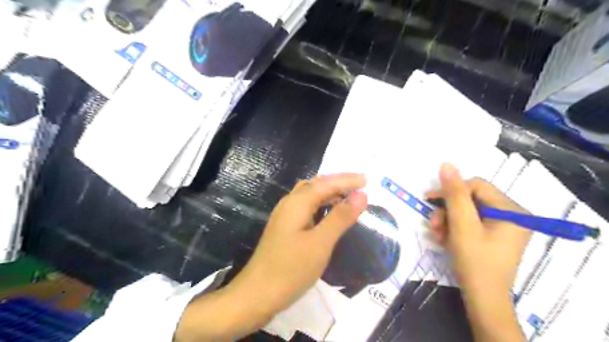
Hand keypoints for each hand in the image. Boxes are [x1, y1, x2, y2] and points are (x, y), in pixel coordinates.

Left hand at [176, 175, 364, 339]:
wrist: (257, 295)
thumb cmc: (290, 269)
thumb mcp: (320, 243)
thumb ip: (340, 217)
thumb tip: (361, 195)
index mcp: (297, 203)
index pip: (326, 183)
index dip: (347, 180)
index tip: (367, 180)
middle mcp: (289, 203)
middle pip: (316, 184)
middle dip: (338, 182)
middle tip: (360, 184)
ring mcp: (285, 216)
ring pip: (310, 195)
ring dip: (329, 192)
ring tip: (348, 196)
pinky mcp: (285, 228)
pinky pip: (306, 208)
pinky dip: (321, 205)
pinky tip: (329, 213)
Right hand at [424, 165, 530, 294]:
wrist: (482, 299)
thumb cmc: (475, 262)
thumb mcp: (462, 225)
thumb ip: (454, 194)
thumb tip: (446, 164)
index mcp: (512, 210)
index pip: (476, 186)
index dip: (450, 190)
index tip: (429, 200)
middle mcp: (512, 215)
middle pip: (471, 200)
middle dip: (448, 211)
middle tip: (433, 224)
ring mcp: (503, 227)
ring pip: (467, 212)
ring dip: (447, 221)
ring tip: (437, 235)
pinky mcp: (493, 236)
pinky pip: (470, 224)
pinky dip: (454, 229)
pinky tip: (444, 240)